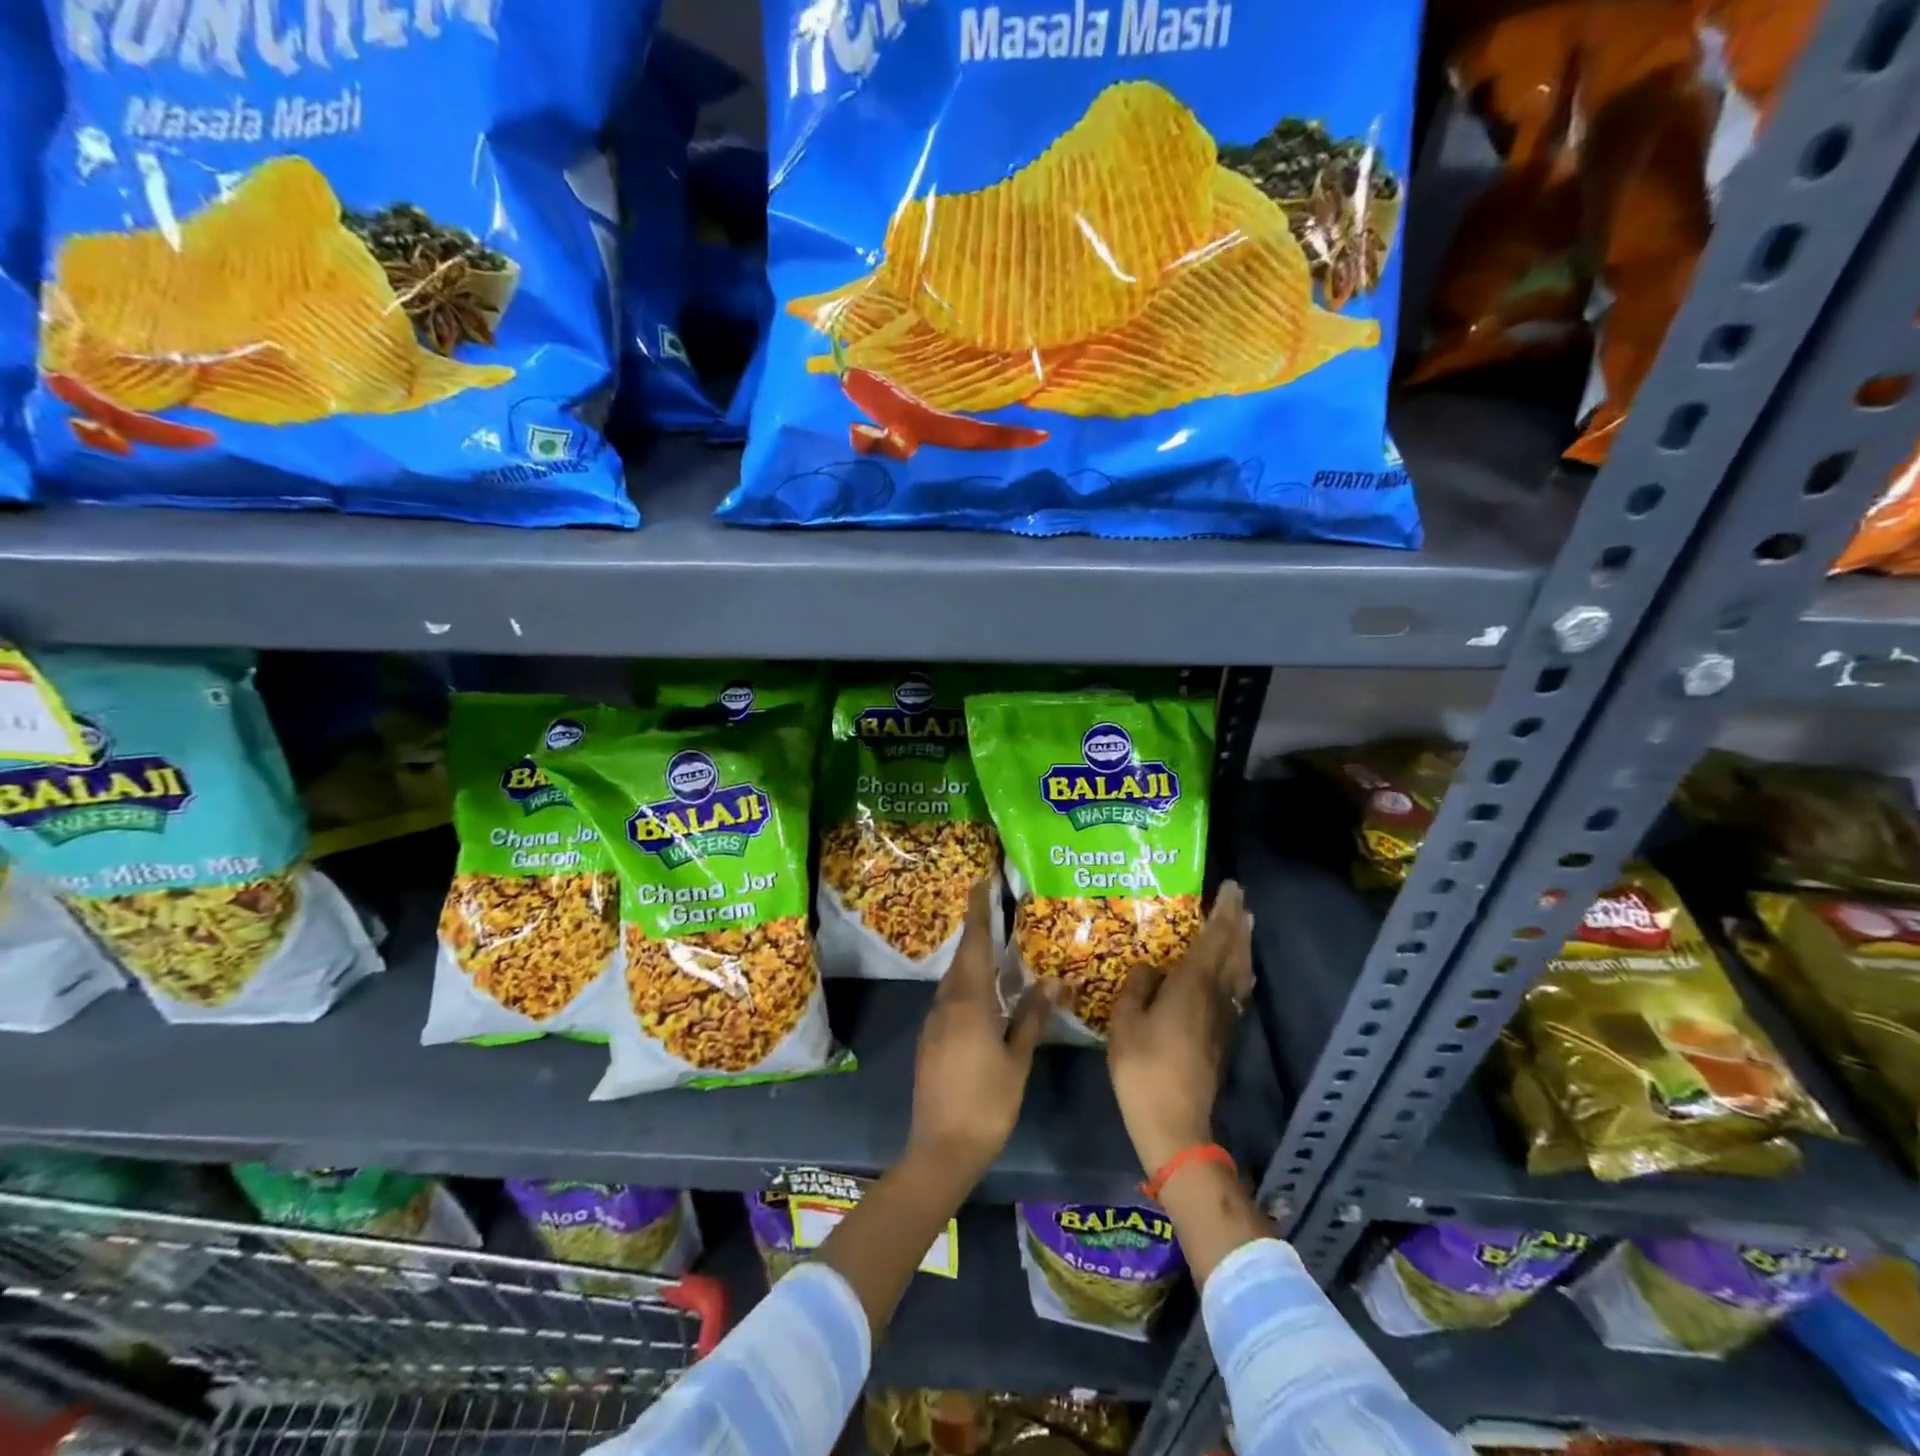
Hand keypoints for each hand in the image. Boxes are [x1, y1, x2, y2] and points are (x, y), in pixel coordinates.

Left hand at [907, 879, 1053, 1181]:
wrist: (941, 1148)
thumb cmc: (987, 1103)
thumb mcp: (1017, 1059)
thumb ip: (1032, 1017)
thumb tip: (1053, 981)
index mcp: (968, 1002)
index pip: (974, 944)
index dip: (978, 911)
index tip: (979, 882)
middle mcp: (945, 1003)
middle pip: (963, 959)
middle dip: (978, 934)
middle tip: (997, 913)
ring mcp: (933, 1023)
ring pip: (954, 981)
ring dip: (973, 963)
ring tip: (997, 953)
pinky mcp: (929, 1041)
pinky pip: (950, 1001)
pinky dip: (967, 988)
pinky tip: (984, 998)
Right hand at [1107, 881, 1253, 1175]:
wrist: (1173, 1121)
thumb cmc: (1143, 1066)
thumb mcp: (1125, 1020)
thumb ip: (1138, 986)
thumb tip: (1151, 968)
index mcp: (1192, 985)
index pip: (1213, 938)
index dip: (1222, 912)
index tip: (1230, 888)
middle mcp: (1215, 995)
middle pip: (1233, 951)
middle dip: (1237, 922)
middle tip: (1239, 899)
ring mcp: (1223, 1018)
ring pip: (1240, 971)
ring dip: (1243, 944)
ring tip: (1243, 925)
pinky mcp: (1223, 1036)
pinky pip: (1236, 990)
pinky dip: (1239, 970)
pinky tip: (1236, 971)